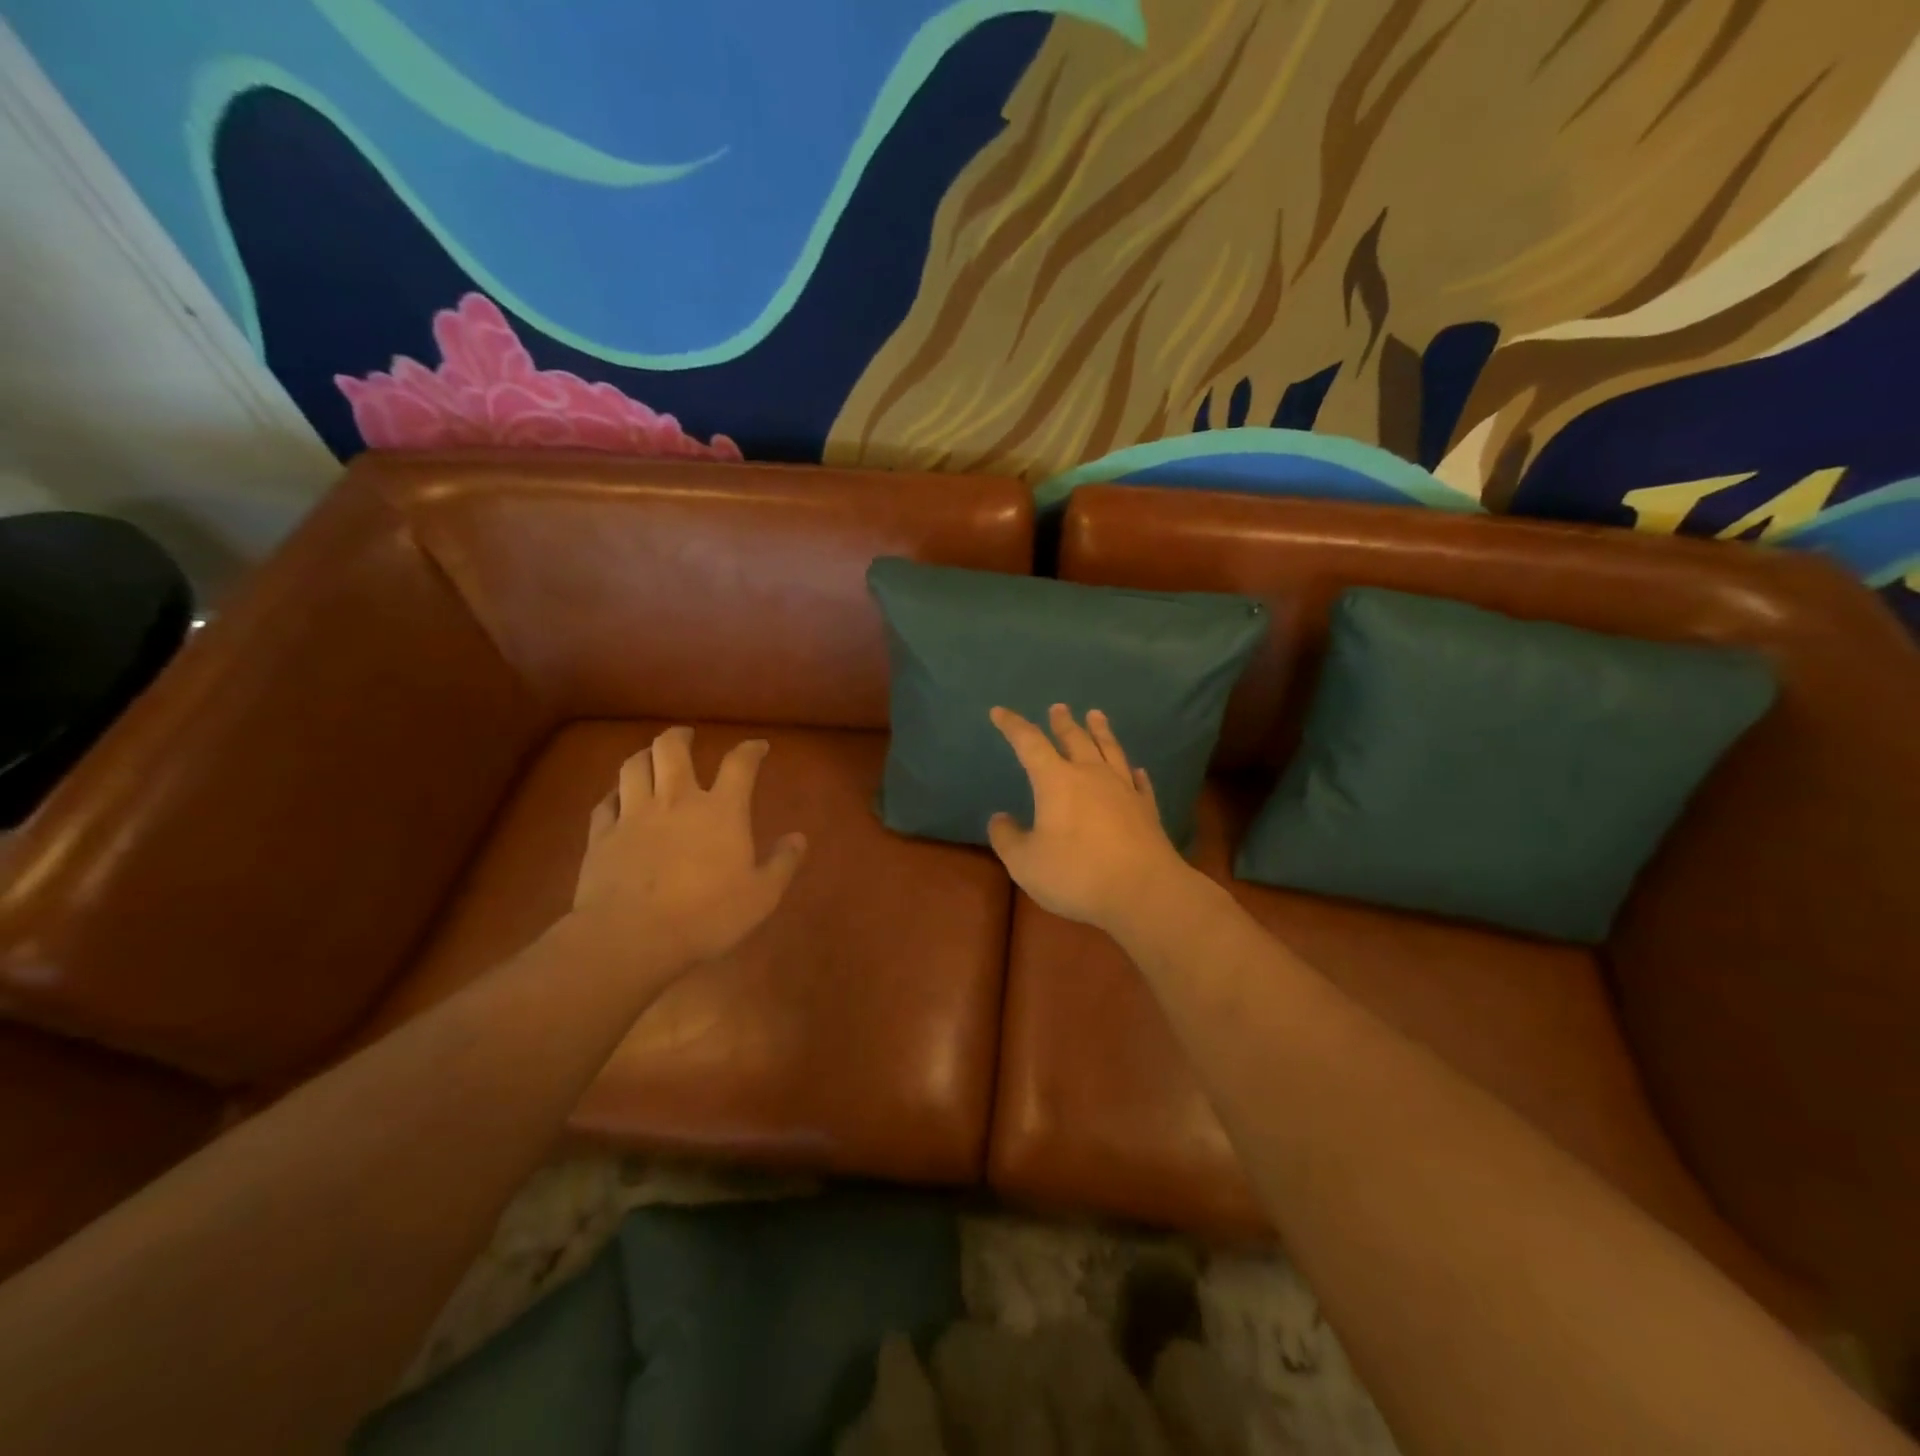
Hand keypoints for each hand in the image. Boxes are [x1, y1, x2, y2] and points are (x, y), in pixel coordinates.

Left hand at [569, 727, 806, 968]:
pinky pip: (605, 802)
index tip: (758, 747)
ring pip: (634, 766)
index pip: (739, 764)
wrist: (631, 937)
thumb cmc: (706, 916)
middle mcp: (676, 800)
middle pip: (672, 749)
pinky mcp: (601, 835)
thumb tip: (798, 838)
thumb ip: (782, 863)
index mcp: (721, 811)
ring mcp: (633, 815)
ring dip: (645, 755)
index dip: (750, 750)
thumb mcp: (761, 896)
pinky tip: (617, 797)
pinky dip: (614, 793)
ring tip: (651, 757)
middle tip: (687, 736)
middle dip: (680, 736)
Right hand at [987, 705, 1191, 932]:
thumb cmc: (1076, 874)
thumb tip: (999, 819)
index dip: (1013, 726)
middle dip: (1063, 723)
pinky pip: (1139, 783)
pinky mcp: (1147, 810)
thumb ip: (1008, 838)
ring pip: (1110, 751)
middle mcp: (1091, 775)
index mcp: (1056, 781)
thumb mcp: (1025, 863)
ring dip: (1101, 732)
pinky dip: (1134, 772)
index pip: (1029, 743)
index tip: (999, 711)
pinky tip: (1136, 770)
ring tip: (1097, 716)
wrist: (1143, 891)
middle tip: (1059, 708)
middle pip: (1075, 740)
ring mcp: (1124, 790)